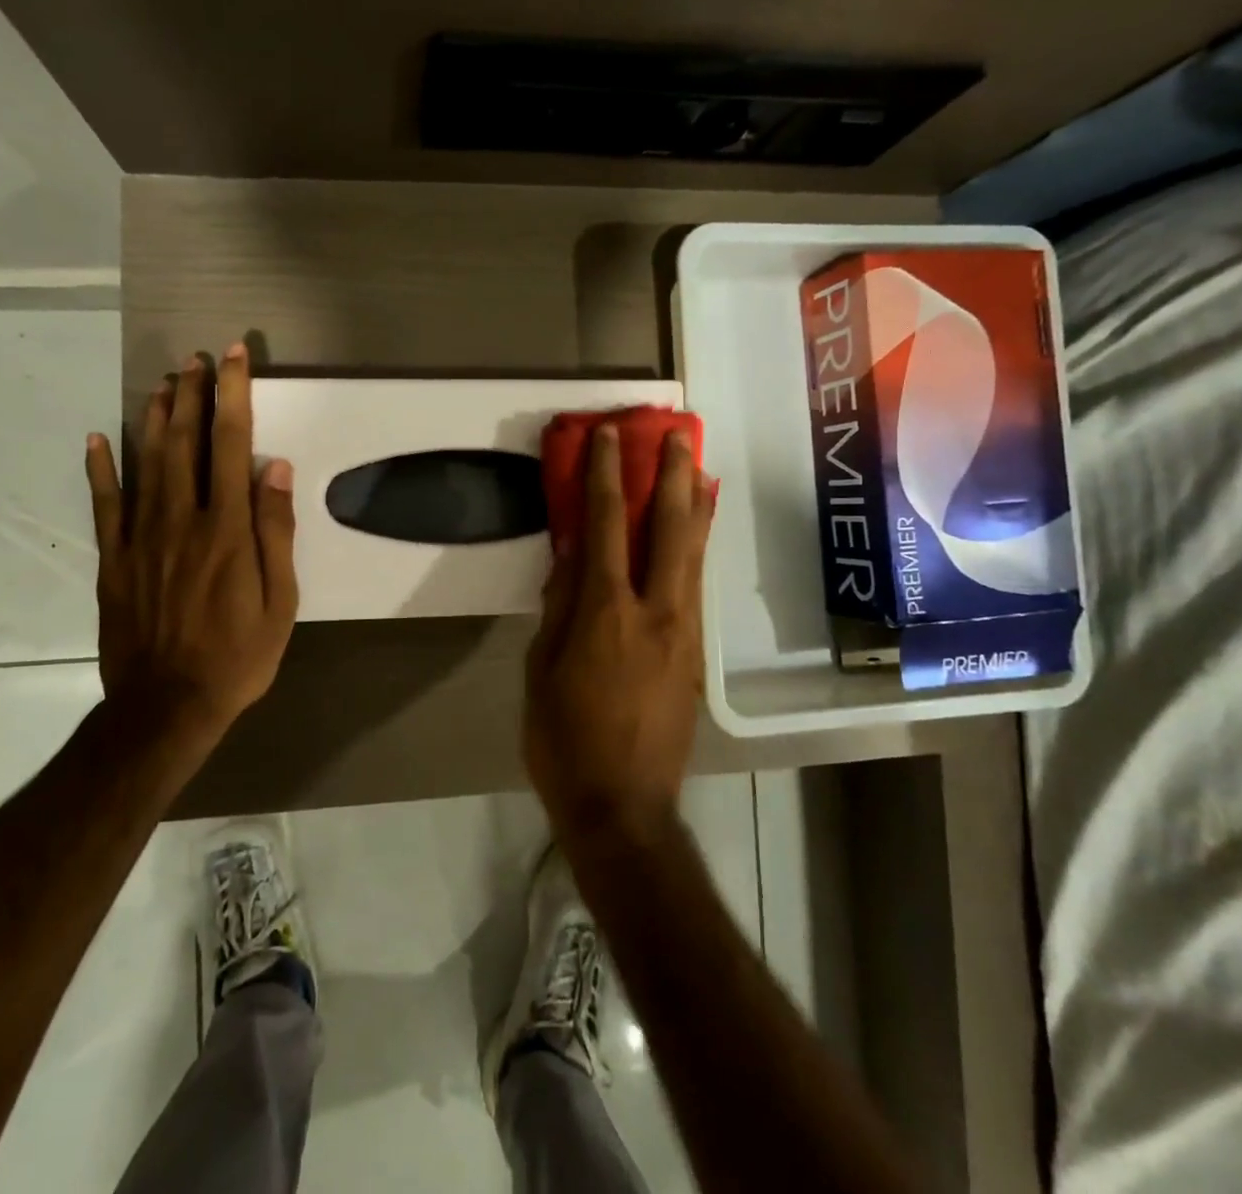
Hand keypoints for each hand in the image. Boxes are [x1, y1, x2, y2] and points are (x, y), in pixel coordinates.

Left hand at [84, 343, 297, 735]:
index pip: (231, 445)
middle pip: (184, 442)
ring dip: (155, 417)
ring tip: (164, 382)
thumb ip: (276, 532)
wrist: (166, 707)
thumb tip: (275, 468)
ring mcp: (141, 538)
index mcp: (228, 529)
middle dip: (192, 393)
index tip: (234, 357)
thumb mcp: (281, 602)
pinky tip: (99, 437)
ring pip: (146, 462)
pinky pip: (105, 504)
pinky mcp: (114, 559)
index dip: (233, 395)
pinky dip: (101, 468)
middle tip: (195, 358)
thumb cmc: (238, 656)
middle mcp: (182, 520)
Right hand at [525, 424, 715, 849]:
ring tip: (700, 467)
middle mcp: (655, 611)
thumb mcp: (541, 671)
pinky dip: (699, 549)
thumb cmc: (563, 741)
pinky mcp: (695, 653)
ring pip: (695, 554)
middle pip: (670, 528)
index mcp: (607, 613)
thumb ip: (558, 607)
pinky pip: (697, 585)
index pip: (607, 526)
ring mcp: (683, 632)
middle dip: (673, 476)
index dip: (607, 476)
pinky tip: (698, 533)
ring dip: (697, 506)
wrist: (624, 807)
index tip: (608, 437)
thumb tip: (571, 555)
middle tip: (677, 435)